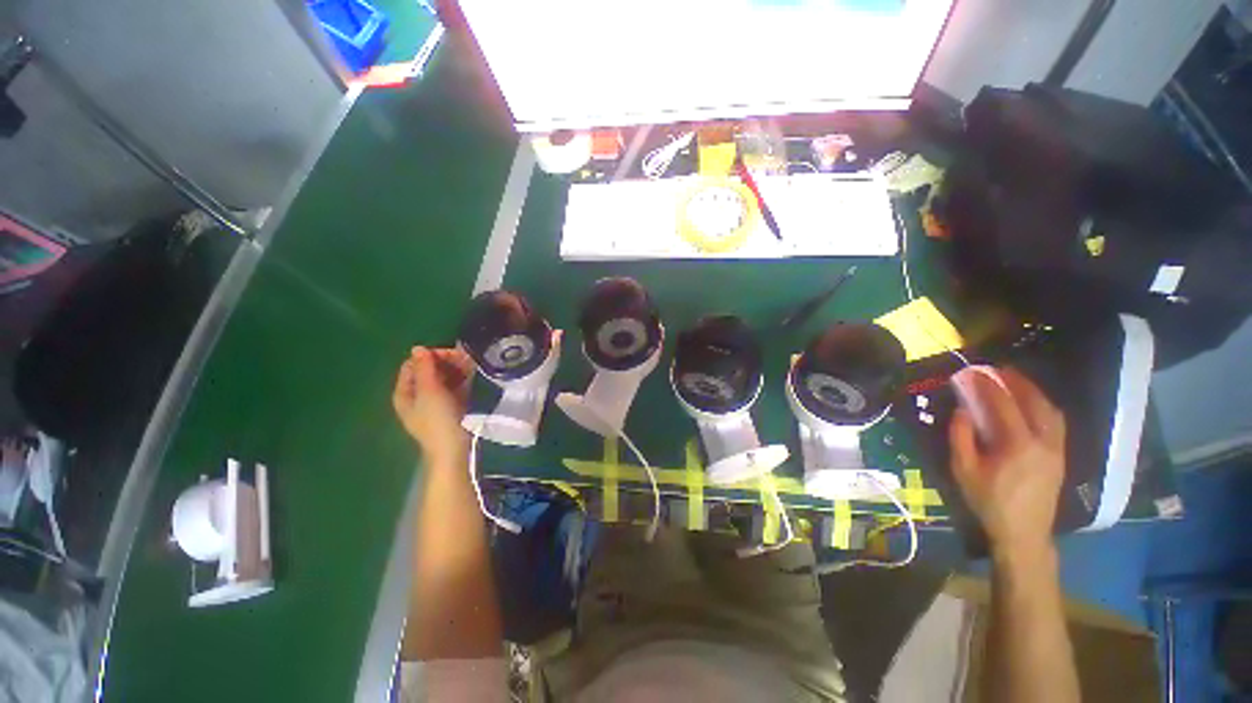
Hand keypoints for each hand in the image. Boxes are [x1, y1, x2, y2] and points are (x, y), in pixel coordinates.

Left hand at [393, 347, 473, 465]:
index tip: (451, 355)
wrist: (454, 449)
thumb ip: (424, 368)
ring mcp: (435, 401)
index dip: (430, 356)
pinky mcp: (451, 406)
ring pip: (444, 378)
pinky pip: (454, 387)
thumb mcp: (429, 391)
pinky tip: (473, 375)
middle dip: (446, 362)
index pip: (413, 364)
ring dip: (456, 369)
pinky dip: (462, 379)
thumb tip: (418, 348)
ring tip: (472, 365)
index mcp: (405, 392)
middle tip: (466, 359)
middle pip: (429, 370)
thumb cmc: (438, 420)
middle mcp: (418, 395)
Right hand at [949, 367, 1065, 559]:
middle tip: (998, 369)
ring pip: (1051, 410)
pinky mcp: (1061, 456)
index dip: (987, 385)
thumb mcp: (963, 470)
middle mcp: (1044, 441)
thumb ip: (961, 436)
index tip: (972, 372)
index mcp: (1018, 445)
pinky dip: (1044, 406)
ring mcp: (1057, 448)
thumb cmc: (988, 501)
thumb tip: (962, 410)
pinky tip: (1033, 404)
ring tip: (1016, 381)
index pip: (1003, 405)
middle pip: (1034, 402)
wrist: (1023, 532)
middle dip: (1017, 381)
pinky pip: (1056, 422)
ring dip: (1034, 392)